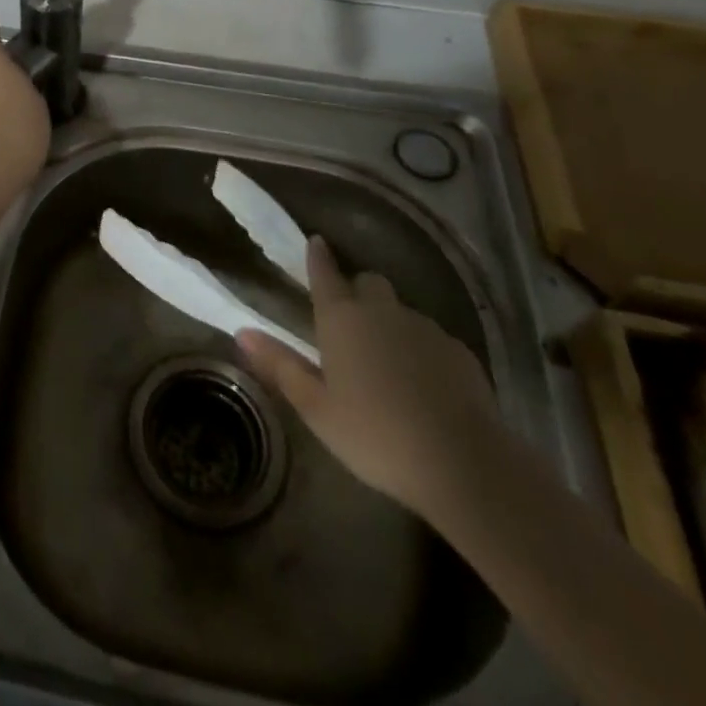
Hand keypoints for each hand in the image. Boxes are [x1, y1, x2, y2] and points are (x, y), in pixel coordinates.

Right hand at [237, 236, 499, 515]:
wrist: (463, 463)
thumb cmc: (375, 435)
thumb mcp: (316, 408)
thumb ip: (280, 366)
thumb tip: (242, 332)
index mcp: (341, 318)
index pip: (324, 273)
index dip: (317, 257)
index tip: (316, 242)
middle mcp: (382, 310)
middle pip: (368, 283)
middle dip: (357, 292)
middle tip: (349, 324)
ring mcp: (425, 328)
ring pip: (401, 311)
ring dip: (390, 323)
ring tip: (387, 363)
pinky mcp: (459, 351)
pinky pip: (432, 338)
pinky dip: (421, 350)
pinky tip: (423, 385)